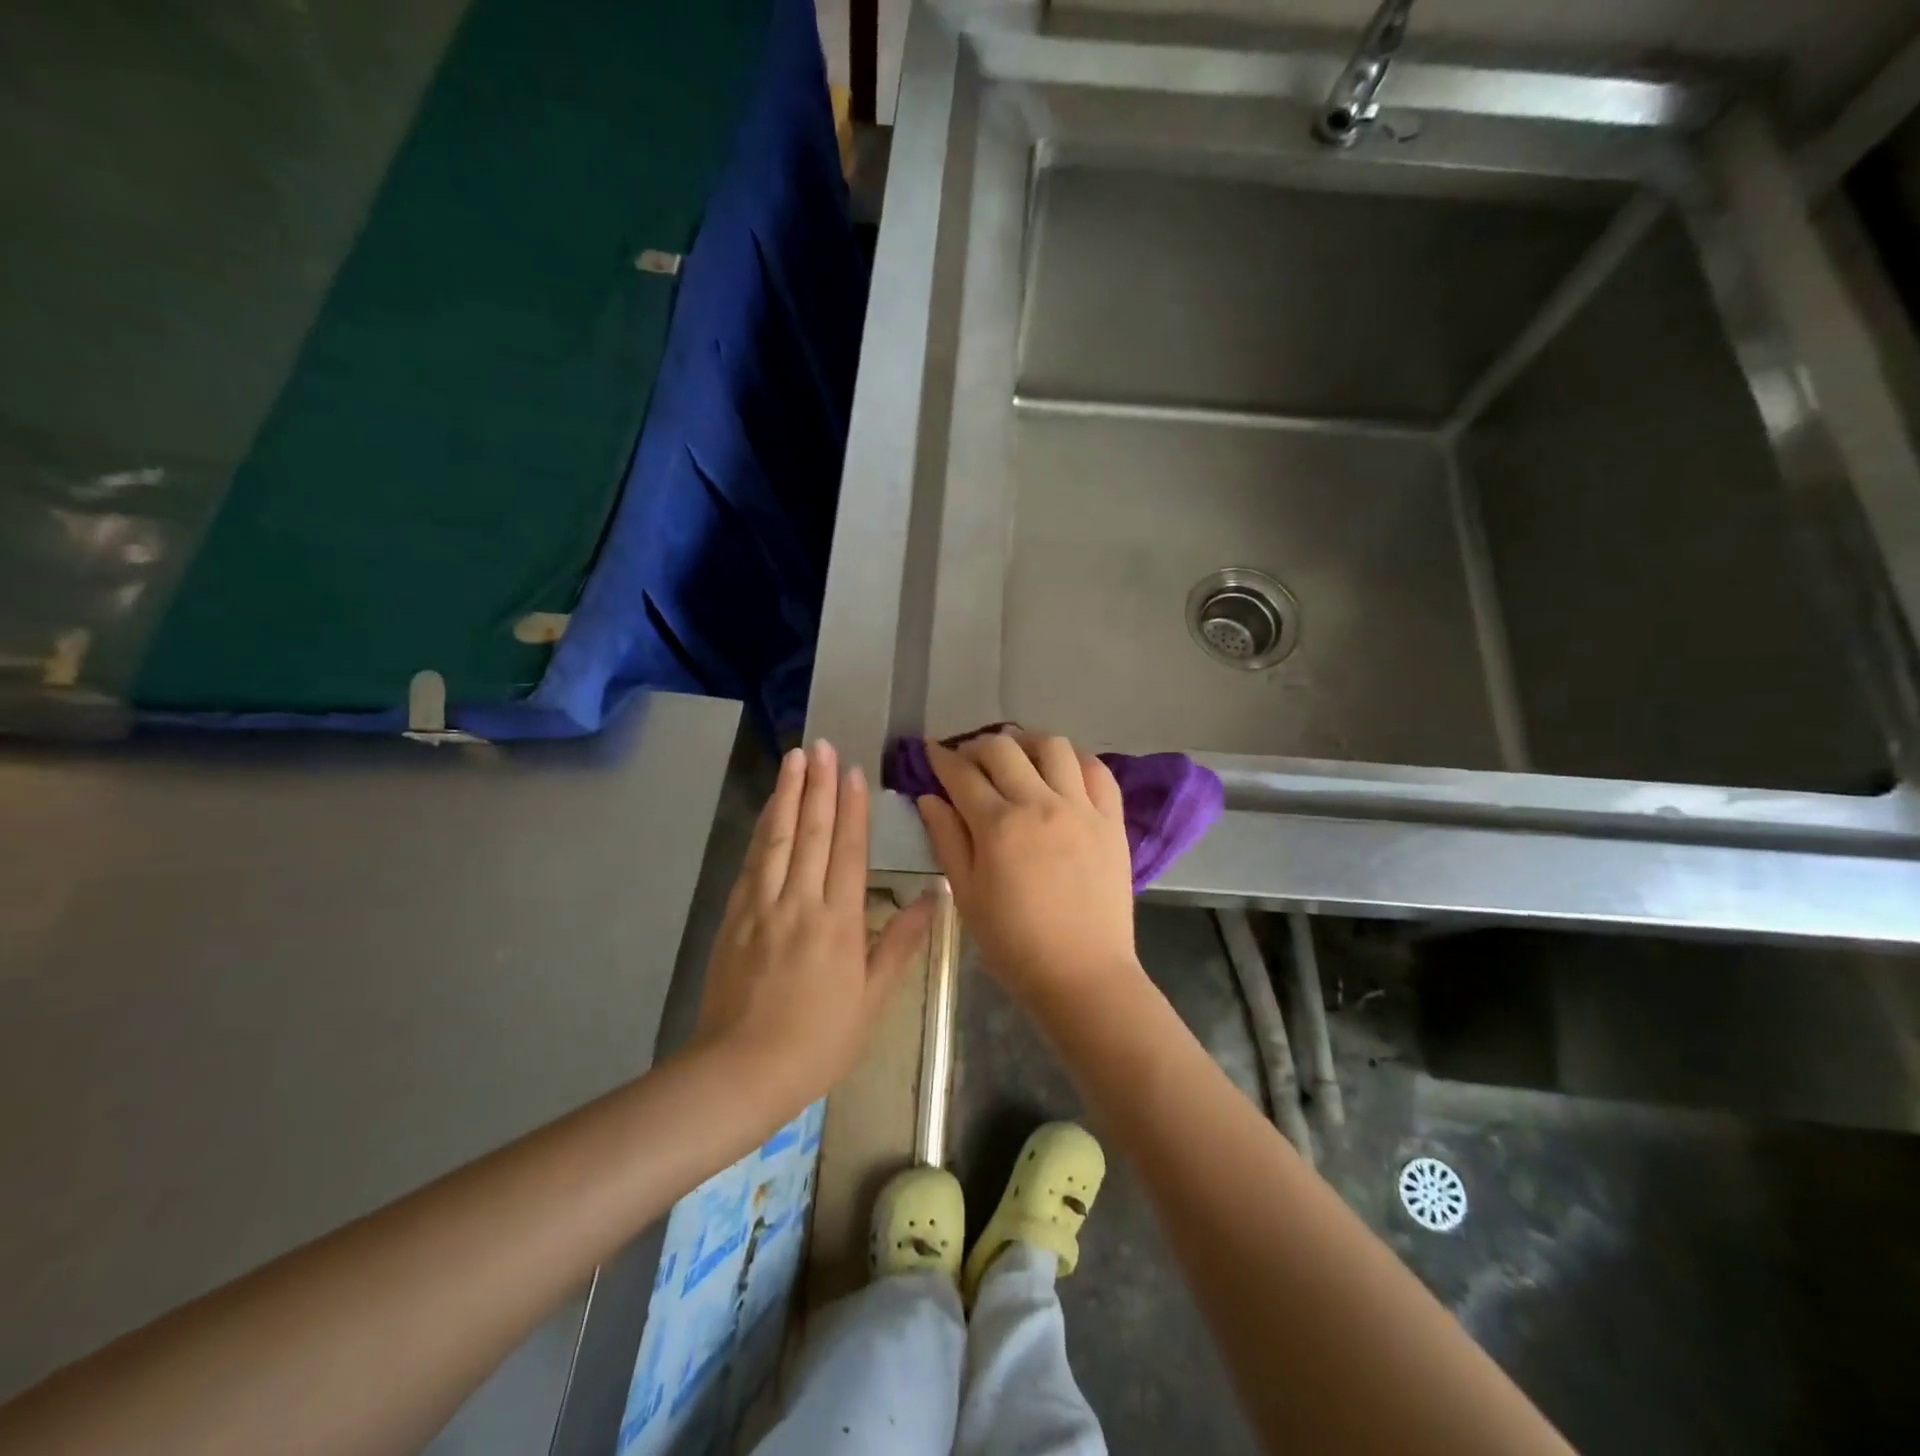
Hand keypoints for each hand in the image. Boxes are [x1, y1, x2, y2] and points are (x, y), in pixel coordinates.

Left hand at [691, 741, 934, 1118]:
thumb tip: (931, 898)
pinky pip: (752, 861)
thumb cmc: (818, 1041)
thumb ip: (899, 944)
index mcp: (839, 923)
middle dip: (819, 785)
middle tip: (823, 745)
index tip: (854, 771)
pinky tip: (769, 809)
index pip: (848, 851)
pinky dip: (762, 828)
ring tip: (795, 758)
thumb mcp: (872, 1001)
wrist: (740, 1070)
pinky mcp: (734, 916)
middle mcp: (800, 903)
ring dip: (788, 794)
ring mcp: (762, 906)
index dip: (852, 808)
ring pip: (778, 838)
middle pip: (812, 832)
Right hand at [916, 729, 1139, 1014]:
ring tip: (1017, 757)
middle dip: (977, 745)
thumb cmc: (1014, 943)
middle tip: (968, 760)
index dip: (941, 758)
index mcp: (998, 825)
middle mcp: (1040, 804)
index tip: (932, 751)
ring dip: (1027, 743)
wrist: (1083, 974)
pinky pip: (1098, 771)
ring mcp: (1081, 808)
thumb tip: (929, 797)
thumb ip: (947, 839)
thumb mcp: (966, 895)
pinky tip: (1063, 772)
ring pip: (1054, 747)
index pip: (962, 774)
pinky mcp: (1111, 820)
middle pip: (1004, 749)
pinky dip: (1076, 761)